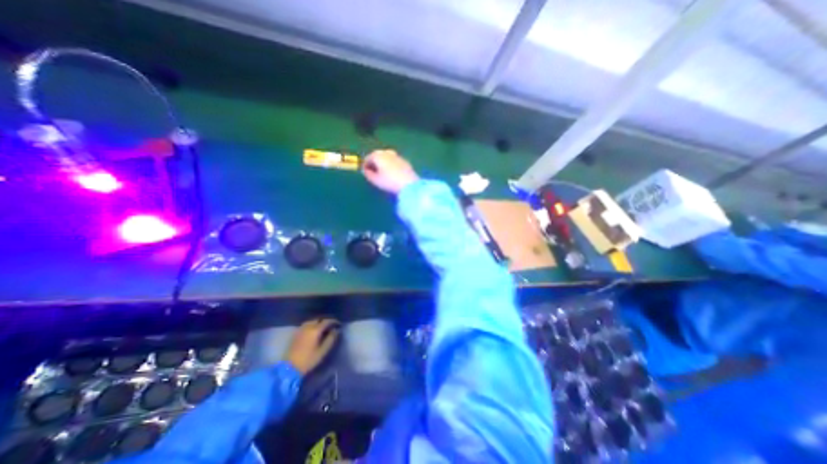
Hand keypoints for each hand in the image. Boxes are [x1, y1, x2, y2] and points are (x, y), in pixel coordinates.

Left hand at [282, 317, 336, 375]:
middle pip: (319, 319)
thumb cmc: (309, 359)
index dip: (334, 321)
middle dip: (326, 321)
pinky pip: (306, 324)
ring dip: (318, 322)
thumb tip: (336, 330)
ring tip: (322, 327)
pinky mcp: (296, 333)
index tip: (338, 324)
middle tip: (331, 326)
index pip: (327, 321)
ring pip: (312, 321)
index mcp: (315, 330)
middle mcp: (308, 327)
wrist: (290, 368)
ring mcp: (301, 329)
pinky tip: (313, 330)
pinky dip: (312, 324)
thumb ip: (331, 339)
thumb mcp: (323, 350)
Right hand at [363, 148, 415, 193]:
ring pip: (386, 158)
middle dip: (374, 163)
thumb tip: (365, 170)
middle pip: (377, 156)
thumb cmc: (389, 182)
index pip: (368, 158)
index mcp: (378, 155)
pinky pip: (394, 161)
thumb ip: (368, 174)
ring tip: (382, 174)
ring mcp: (397, 155)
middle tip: (373, 172)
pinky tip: (392, 173)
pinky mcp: (404, 161)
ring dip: (382, 164)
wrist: (409, 184)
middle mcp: (387, 152)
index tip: (365, 173)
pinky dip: (391, 165)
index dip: (365, 166)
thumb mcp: (375, 180)